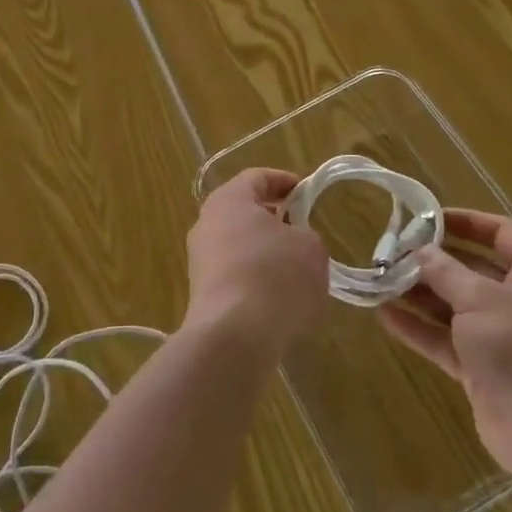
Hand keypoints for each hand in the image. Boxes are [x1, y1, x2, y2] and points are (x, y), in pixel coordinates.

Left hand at [183, 168, 328, 354]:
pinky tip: (278, 297)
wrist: (233, 334)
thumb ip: (305, 235)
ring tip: (296, 267)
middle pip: (243, 210)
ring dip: (264, 250)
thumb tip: (294, 242)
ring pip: (238, 244)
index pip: (257, 177)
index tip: (306, 192)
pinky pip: (234, 274)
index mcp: (229, 199)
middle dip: (274, 218)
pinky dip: (255, 278)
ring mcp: (200, 259)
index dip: (284, 181)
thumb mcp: (310, 247)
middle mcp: (207, 223)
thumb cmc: (274, 274)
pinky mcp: (202, 292)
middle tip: (302, 228)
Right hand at [379, 209, 511, 480]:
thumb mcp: (481, 299)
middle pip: (473, 271)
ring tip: (380, 280)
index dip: (467, 222)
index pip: (503, 234)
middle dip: (433, 261)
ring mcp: (502, 341)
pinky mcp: (483, 373)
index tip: (427, 218)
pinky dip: (419, 329)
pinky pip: (446, 342)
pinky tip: (385, 316)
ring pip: (455, 308)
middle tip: (393, 252)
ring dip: (419, 294)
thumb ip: (446, 271)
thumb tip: (419, 250)